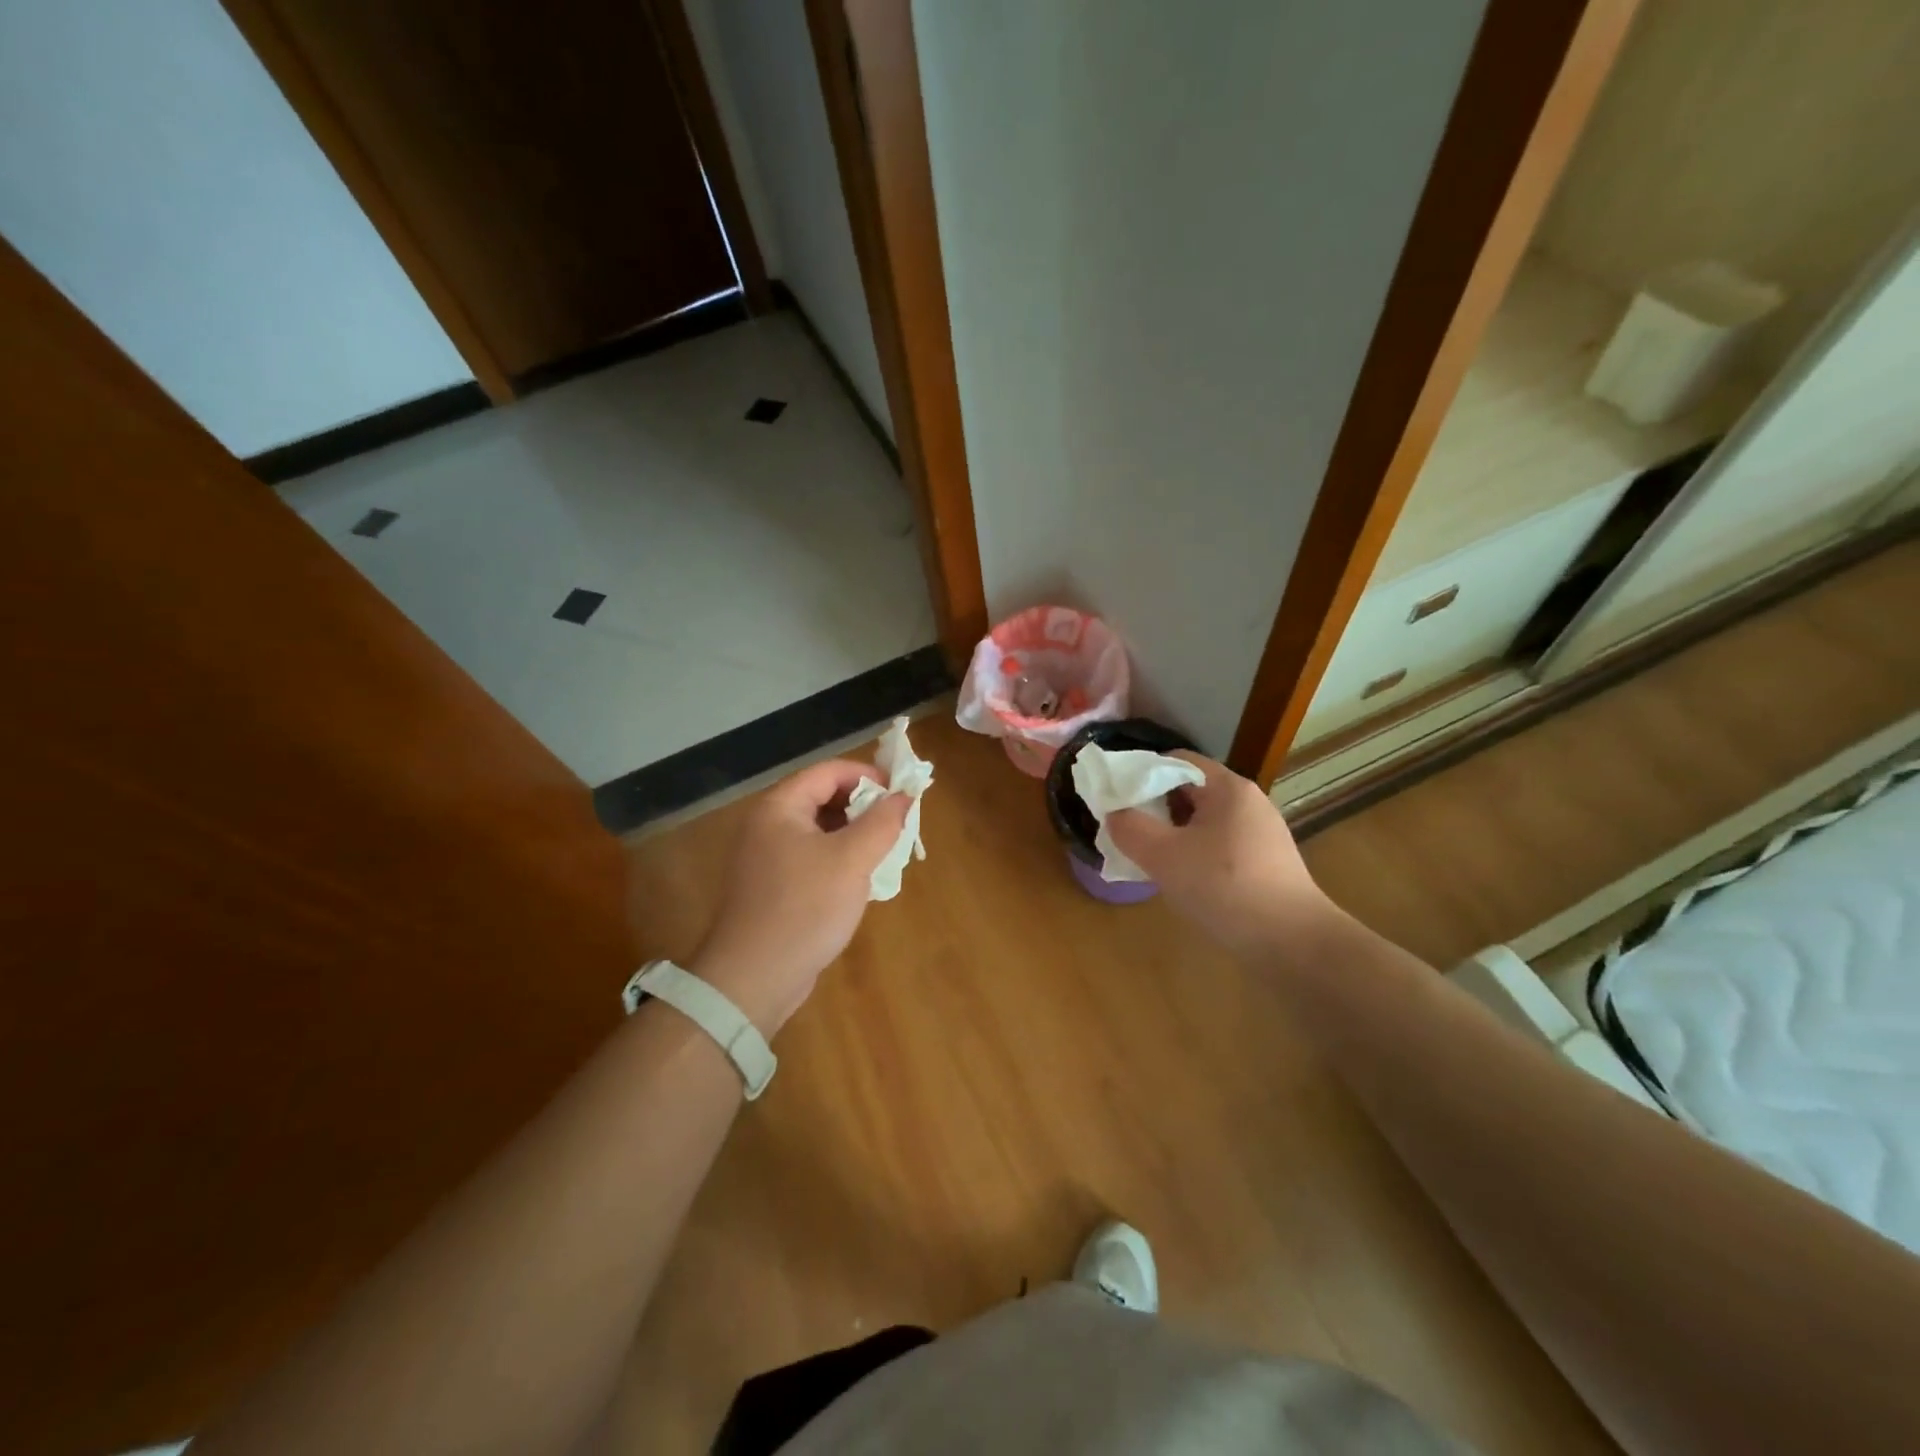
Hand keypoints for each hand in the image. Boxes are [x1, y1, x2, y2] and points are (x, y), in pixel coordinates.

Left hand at [688, 759, 911, 1036]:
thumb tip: (904, 796)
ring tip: (886, 851)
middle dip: (864, 807)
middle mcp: (769, 825)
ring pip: (821, 830)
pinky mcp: (774, 887)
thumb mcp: (852, 860)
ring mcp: (768, 858)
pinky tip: (862, 880)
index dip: (868, 776)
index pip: (829, 772)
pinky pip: (813, 858)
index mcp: (780, 807)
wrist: (754, 978)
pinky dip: (840, 859)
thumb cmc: (804, 908)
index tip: (901, 794)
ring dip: (855, 835)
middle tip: (897, 825)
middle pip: (823, 798)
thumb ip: (882, 822)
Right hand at [1105, 753, 1330, 957]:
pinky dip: (1195, 854)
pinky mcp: (1266, 862)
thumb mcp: (1164, 856)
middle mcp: (1247, 801)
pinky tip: (1183, 881)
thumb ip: (1130, 828)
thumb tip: (1115, 814)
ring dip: (1173, 834)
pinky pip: (1218, 845)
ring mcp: (1260, 832)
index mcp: (1227, 787)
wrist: (1293, 942)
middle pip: (1189, 789)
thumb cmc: (1224, 888)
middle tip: (1129, 833)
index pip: (1175, 760)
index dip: (1141, 774)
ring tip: (1150, 860)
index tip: (1117, 800)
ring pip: (1202, 821)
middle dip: (1154, 808)